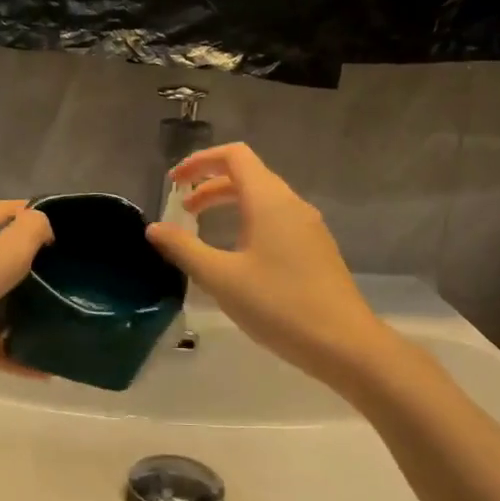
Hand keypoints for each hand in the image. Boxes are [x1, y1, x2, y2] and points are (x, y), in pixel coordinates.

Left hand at [0, 199, 53, 384]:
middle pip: (0, 260)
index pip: (3, 213)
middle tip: (69, 278)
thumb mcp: (4, 250)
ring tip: (61, 324)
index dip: (31, 212)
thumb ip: (30, 232)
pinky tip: (45, 370)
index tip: (66, 225)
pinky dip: (15, 356)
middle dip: (33, 268)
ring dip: (25, 317)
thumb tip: (43, 224)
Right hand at [146, 143, 392, 388]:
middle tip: (183, 210)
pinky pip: (276, 219)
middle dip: (210, 186)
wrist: (345, 344)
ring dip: (230, 205)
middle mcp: (291, 204)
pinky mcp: (316, 249)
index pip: (234, 156)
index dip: (200, 161)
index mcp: (269, 200)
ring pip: (263, 199)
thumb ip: (184, 249)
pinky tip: (238, 256)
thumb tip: (154, 228)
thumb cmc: (279, 305)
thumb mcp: (221, 278)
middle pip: (248, 175)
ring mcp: (308, 227)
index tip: (174, 182)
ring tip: (204, 232)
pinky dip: (249, 222)